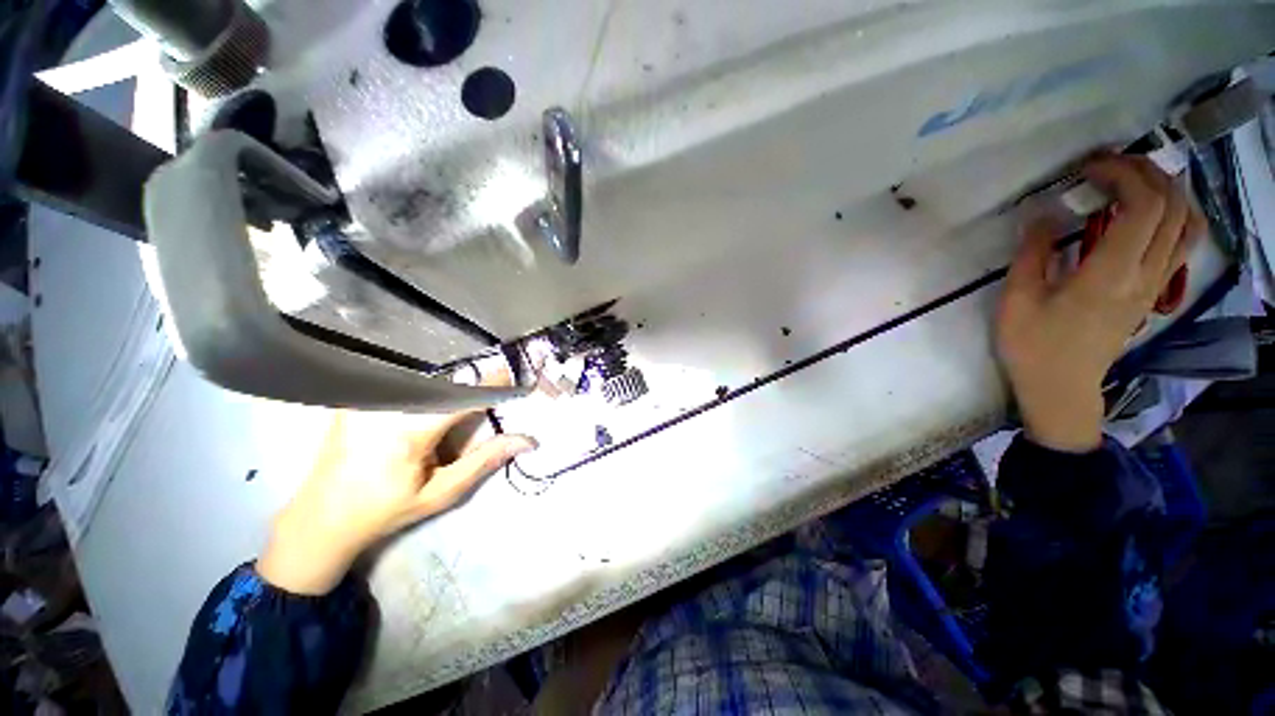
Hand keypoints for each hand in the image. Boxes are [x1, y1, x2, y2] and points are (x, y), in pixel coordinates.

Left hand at [257, 403, 535, 594]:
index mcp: (407, 431)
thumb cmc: (383, 512)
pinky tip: (431, 399)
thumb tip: (527, 440)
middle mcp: (384, 407)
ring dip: (450, 385)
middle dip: (473, 385)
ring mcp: (364, 399)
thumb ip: (484, 460)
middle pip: (443, 381)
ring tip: (463, 401)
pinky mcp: (354, 398)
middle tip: (493, 392)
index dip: (493, 385)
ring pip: (422, 379)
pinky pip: (399, 383)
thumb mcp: (440, 493)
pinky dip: (424, 387)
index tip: (516, 381)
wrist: (318, 521)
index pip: (462, 396)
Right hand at [996, 155, 1203, 451]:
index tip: (1089, 168)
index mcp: (1111, 274)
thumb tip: (1041, 215)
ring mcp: (1155, 284)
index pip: (1142, 206)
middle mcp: (1145, 274)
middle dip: (1145, 172)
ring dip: (1167, 190)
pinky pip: (1183, 244)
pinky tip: (1152, 212)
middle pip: (1172, 206)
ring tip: (1134, 180)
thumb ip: (1031, 254)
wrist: (1061, 388)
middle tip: (1108, 166)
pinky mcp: (1153, 291)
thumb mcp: (1017, 301)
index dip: (1122, 174)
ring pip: (1188, 223)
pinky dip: (1176, 215)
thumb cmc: (1033, 347)